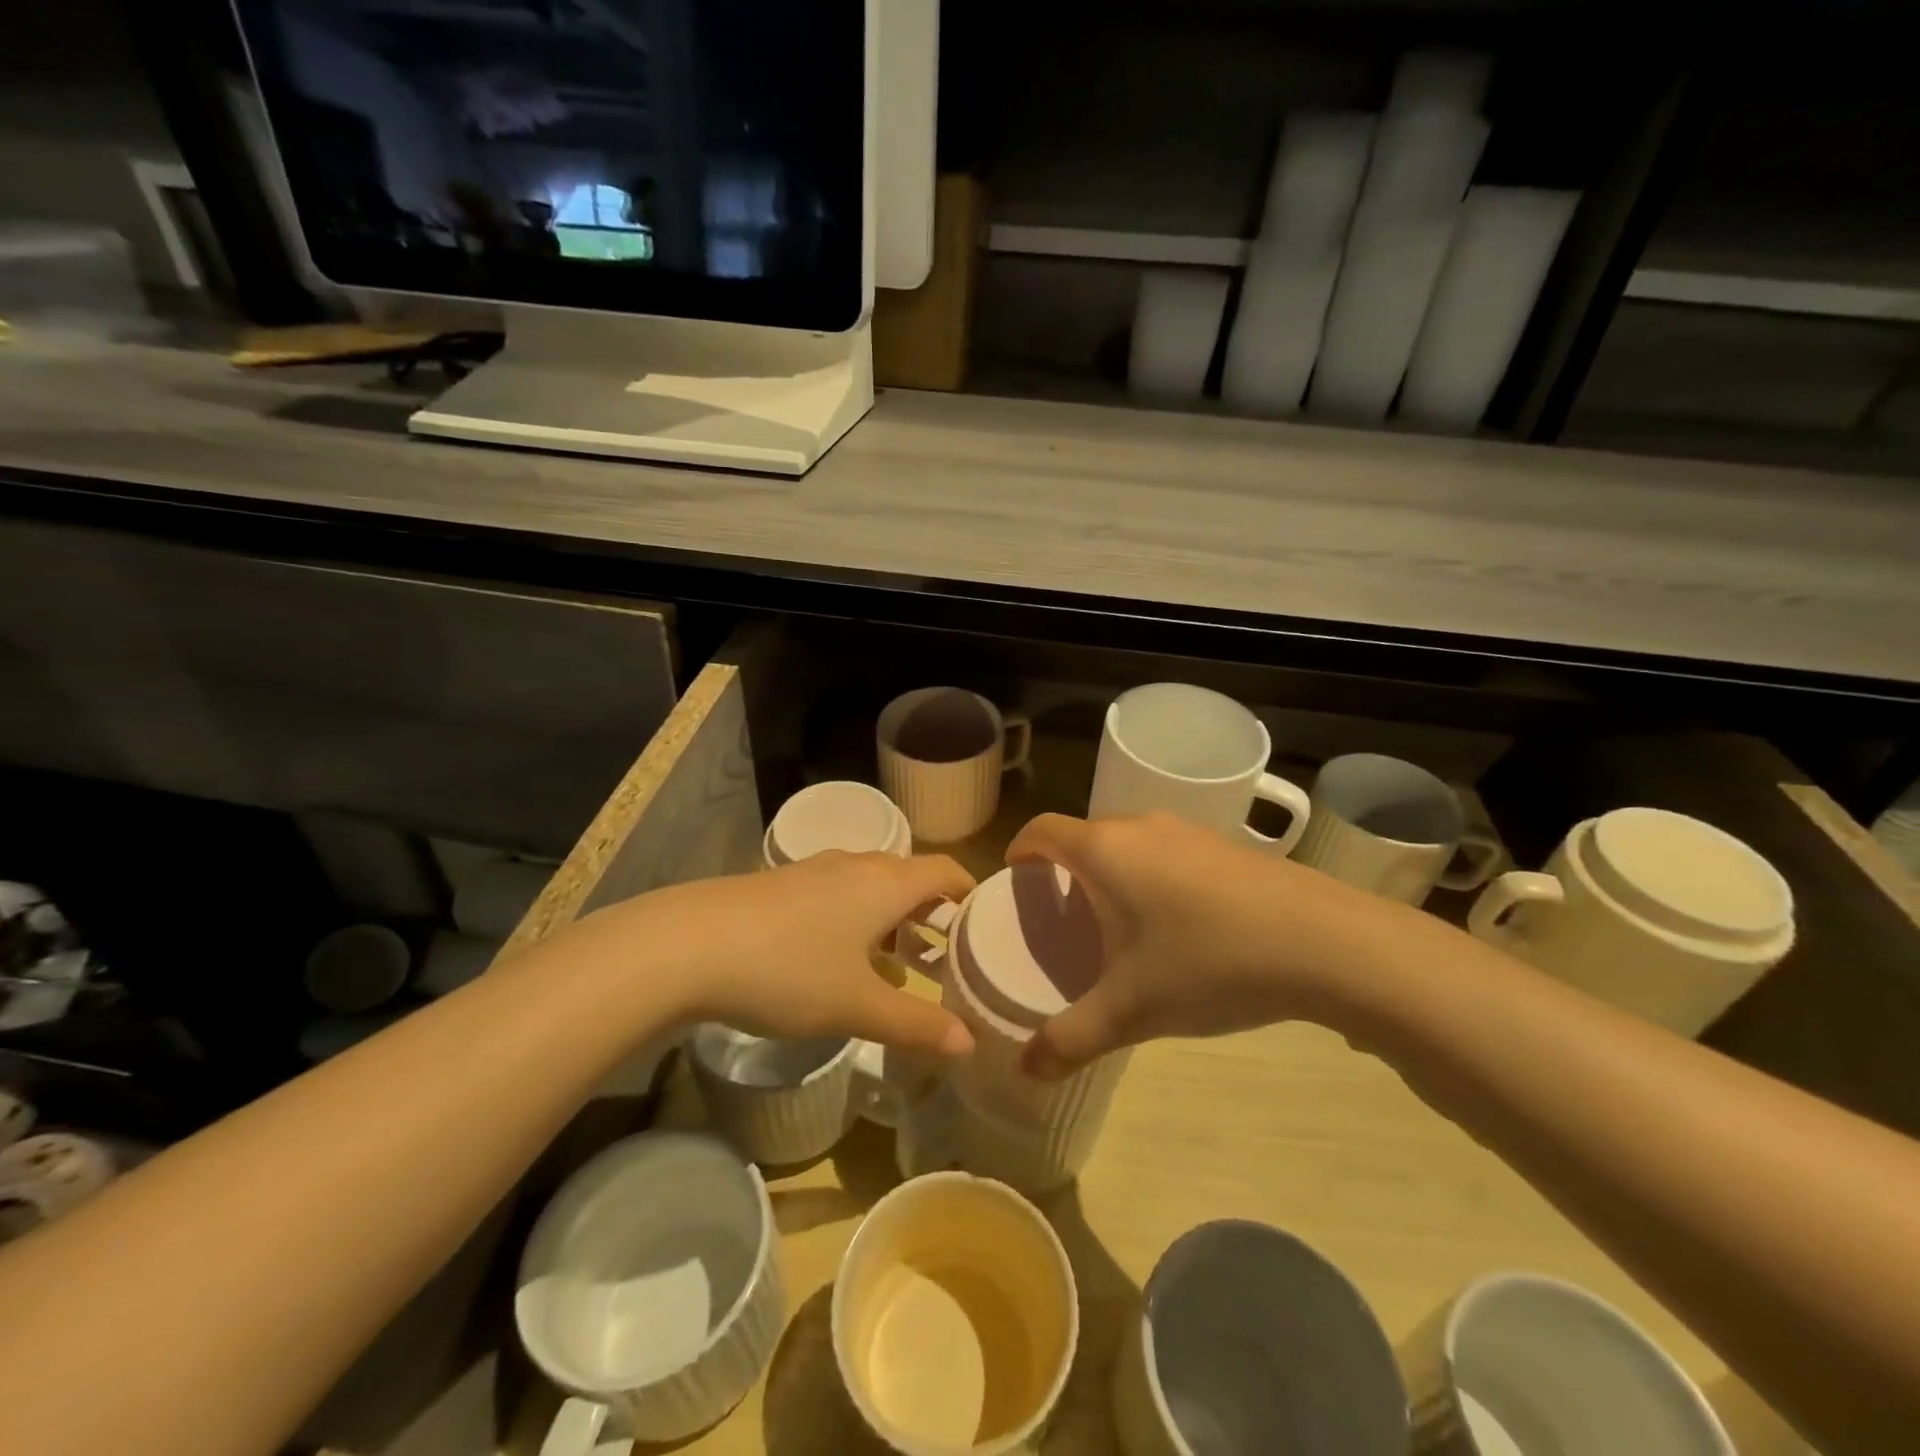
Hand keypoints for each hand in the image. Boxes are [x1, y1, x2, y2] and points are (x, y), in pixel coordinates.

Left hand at [589, 851, 976, 1058]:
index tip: (984, 927)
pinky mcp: (781, 885)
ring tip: (899, 966)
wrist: (688, 945)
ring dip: (891, 920)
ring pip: (871, 888)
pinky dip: (856, 920)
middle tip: (947, 958)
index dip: (970, 893)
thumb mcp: (857, 1005)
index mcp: (886, 882)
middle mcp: (856, 865)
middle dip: (932, 914)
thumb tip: (968, 1043)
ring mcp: (814, 871)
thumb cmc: (788, 970)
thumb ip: (916, 1023)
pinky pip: (838, 895)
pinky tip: (838, 962)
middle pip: (910, 878)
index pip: (946, 871)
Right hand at [1006, 812, 1425, 1077]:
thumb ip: (1071, 1040)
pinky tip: (1177, 925)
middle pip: (1085, 836)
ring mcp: (1189, 831)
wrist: (1324, 942)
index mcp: (1104, 850)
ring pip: (1130, 843)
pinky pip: (1168, 852)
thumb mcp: (1131, 1010)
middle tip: (1063, 916)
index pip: (1042, 829)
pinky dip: (1152, 876)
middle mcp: (1141, 827)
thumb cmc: (1207, 962)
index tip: (1015, 881)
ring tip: (1117, 923)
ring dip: (1113, 872)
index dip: (1021, 850)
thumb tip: (1025, 1071)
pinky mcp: (1226, 846)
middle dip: (1065, 869)